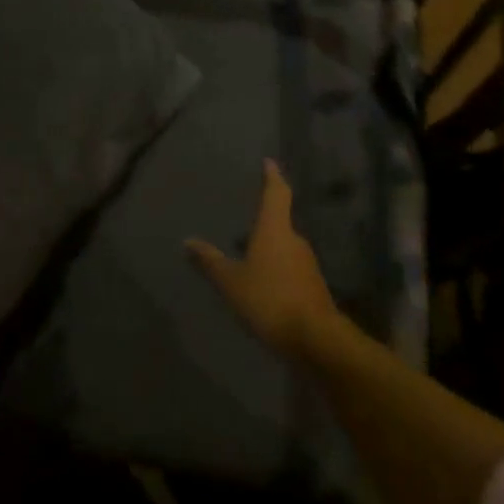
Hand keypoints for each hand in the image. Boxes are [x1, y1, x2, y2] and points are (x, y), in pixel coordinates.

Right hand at [186, 160, 340, 358]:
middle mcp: (294, 240)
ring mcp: (307, 264)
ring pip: (285, 248)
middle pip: (280, 222)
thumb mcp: (231, 282)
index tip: (269, 162)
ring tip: (249, 256)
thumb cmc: (270, 299)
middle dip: (264, 222)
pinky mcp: (313, 288)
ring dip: (269, 249)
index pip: (276, 193)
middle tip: (245, 223)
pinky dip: (277, 271)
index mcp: (275, 229)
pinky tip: (264, 286)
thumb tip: (187, 241)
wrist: (316, 340)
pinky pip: (290, 270)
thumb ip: (210, 262)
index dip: (272, 176)